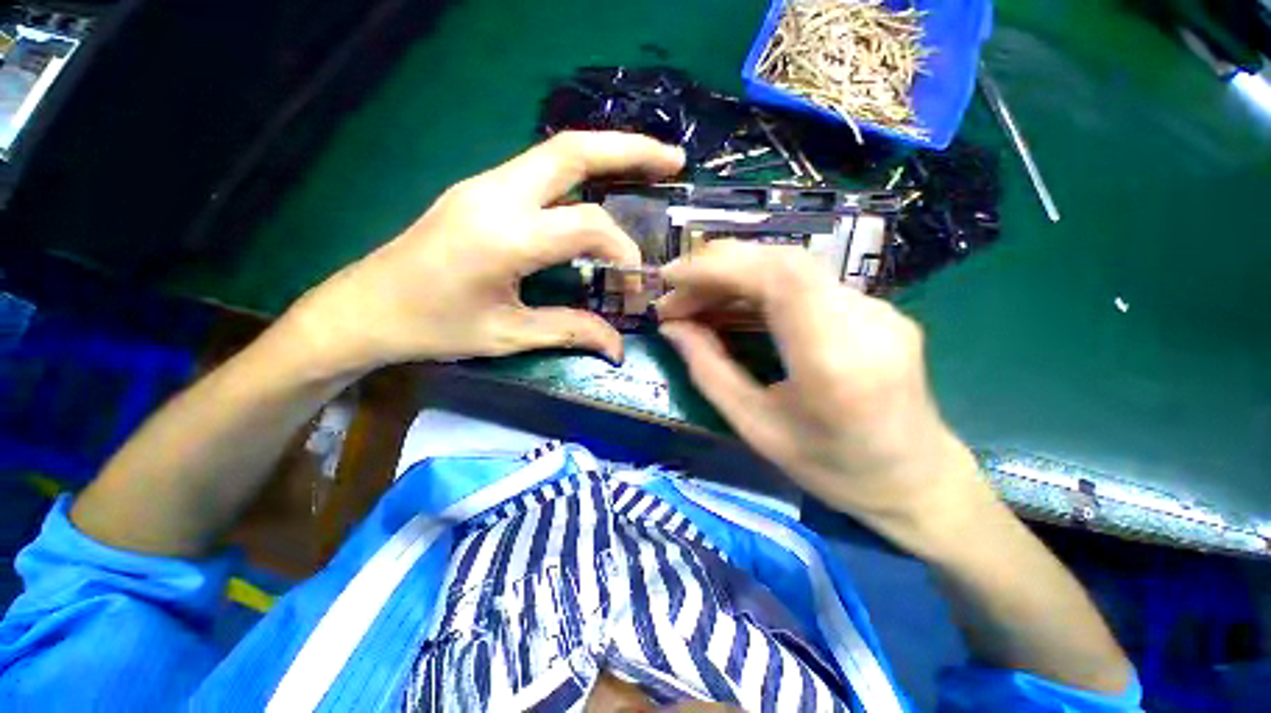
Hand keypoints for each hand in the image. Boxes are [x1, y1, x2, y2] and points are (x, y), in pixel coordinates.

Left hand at [283, 132, 683, 373]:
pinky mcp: (480, 189)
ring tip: (648, 164)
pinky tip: (601, 186)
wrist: (365, 307)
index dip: (621, 248)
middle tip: (674, 161)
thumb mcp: (509, 335)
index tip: (634, 279)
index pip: (586, 224)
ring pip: (556, 151)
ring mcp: (484, 184)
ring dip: (607, 152)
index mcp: (505, 237)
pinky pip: (540, 169)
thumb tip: (618, 347)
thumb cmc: (435, 328)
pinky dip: (580, 170)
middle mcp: (495, 195)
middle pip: (572, 150)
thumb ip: (571, 331)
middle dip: (630, 150)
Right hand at [656, 241, 984, 548]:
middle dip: (718, 268)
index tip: (669, 278)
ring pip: (793, 266)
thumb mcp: (755, 427)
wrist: (915, 481)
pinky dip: (759, 283)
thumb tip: (672, 328)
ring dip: (736, 274)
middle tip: (676, 293)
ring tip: (697, 298)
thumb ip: (708, 370)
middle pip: (783, 262)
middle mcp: (864, 320)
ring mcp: (877, 308)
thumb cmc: (832, 468)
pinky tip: (735, 303)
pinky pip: (806, 281)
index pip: (776, 278)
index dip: (716, 267)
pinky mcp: (874, 307)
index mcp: (835, 359)